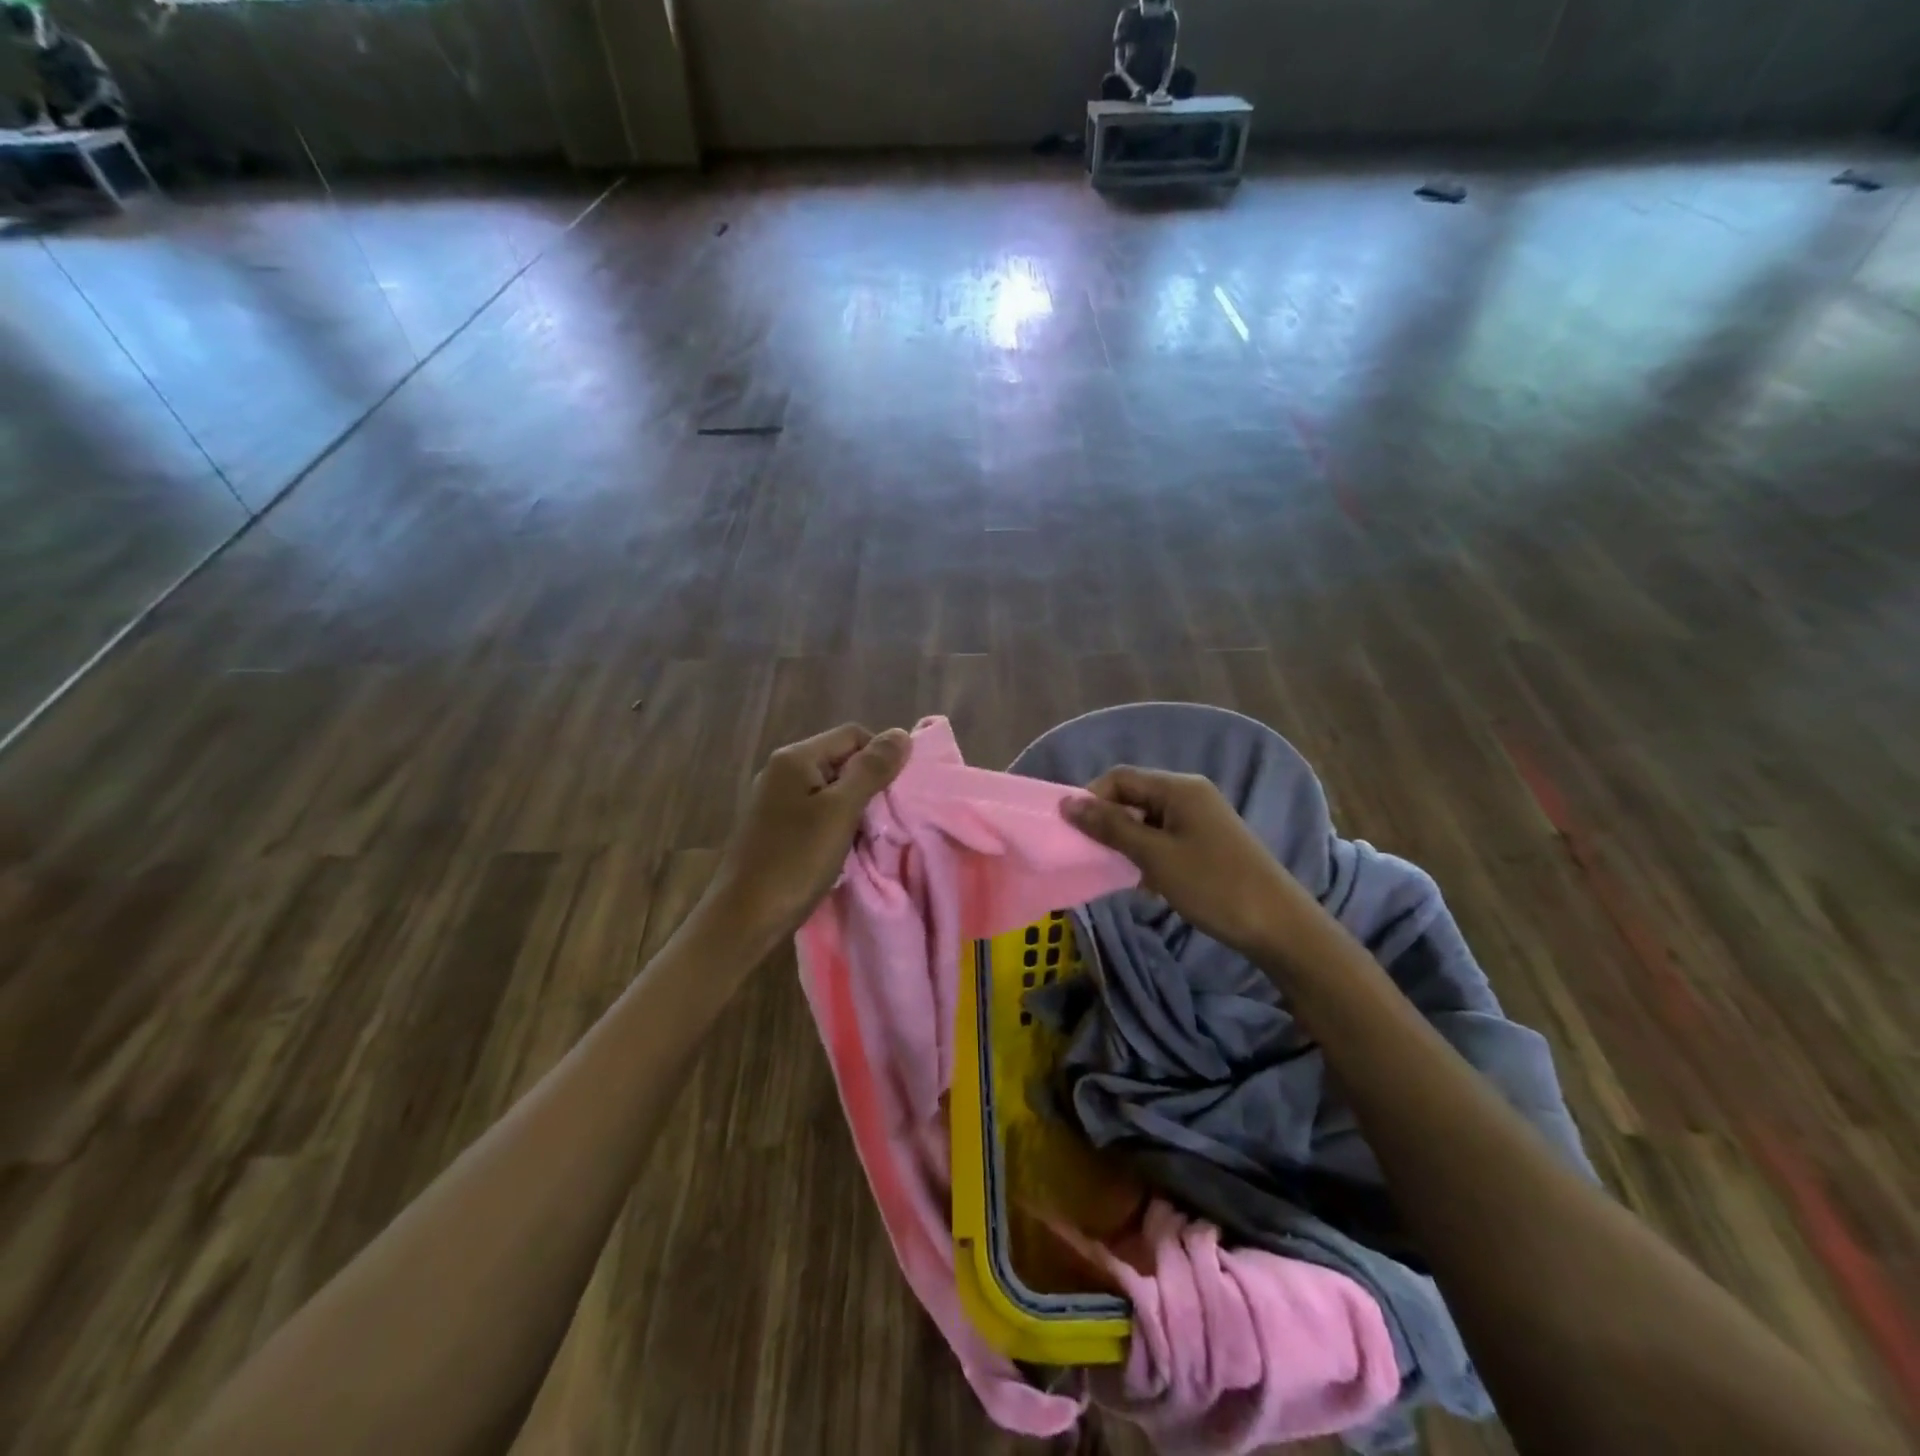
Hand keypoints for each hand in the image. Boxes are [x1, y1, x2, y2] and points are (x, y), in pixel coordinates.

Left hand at [704, 723, 911, 954]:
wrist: (743, 918)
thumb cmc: (794, 861)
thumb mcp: (840, 812)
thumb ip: (871, 771)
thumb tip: (901, 734)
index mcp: (795, 758)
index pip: (853, 735)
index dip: (880, 758)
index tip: (894, 795)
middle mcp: (782, 770)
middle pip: (842, 760)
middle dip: (868, 786)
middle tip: (884, 820)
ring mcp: (776, 799)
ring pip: (832, 789)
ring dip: (854, 809)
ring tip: (865, 838)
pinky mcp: (775, 826)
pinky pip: (817, 812)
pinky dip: (836, 825)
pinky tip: (843, 850)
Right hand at [1061, 766, 1303, 957]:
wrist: (1278, 926)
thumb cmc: (1213, 885)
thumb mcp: (1154, 856)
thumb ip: (1110, 827)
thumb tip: (1068, 803)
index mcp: (1179, 788)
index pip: (1120, 778)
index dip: (1091, 798)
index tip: (1073, 832)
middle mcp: (1190, 794)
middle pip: (1134, 796)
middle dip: (1108, 821)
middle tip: (1091, 854)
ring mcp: (1202, 819)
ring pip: (1147, 820)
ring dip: (1126, 841)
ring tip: (1115, 871)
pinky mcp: (1208, 842)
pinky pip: (1165, 837)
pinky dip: (1147, 854)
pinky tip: (1143, 882)